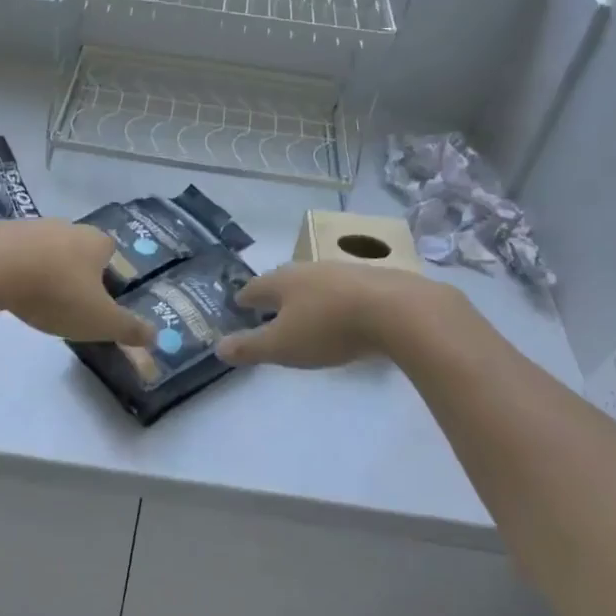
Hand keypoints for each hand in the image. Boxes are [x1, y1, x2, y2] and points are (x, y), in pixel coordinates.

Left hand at [0, 220, 153, 345]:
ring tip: (36, 299)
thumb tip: (155, 336)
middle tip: (68, 302)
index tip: (98, 298)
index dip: (108, 273)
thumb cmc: (57, 293)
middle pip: (78, 248)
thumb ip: (128, 329)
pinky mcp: (0, 233)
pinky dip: (16, 268)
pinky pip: (16, 252)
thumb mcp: (100, 321)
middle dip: (75, 271)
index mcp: (96, 242)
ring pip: (46, 249)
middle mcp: (68, 227)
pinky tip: (9, 289)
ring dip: (44, 269)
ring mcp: (32, 226)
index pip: (111, 251)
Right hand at [217, 262, 457, 367]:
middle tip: (269, 312)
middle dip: (275, 296)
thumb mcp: (283, 346)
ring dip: (307, 297)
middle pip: (284, 281)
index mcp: (282, 280)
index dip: (243, 300)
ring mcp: (341, 270)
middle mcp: (308, 268)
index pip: (253, 288)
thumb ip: (250, 347)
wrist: (397, 310)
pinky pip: (343, 290)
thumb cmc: (329, 328)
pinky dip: (335, 301)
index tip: (238, 308)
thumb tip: (218, 347)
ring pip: (315, 282)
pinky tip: (343, 315)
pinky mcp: (372, 278)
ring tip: (306, 315)